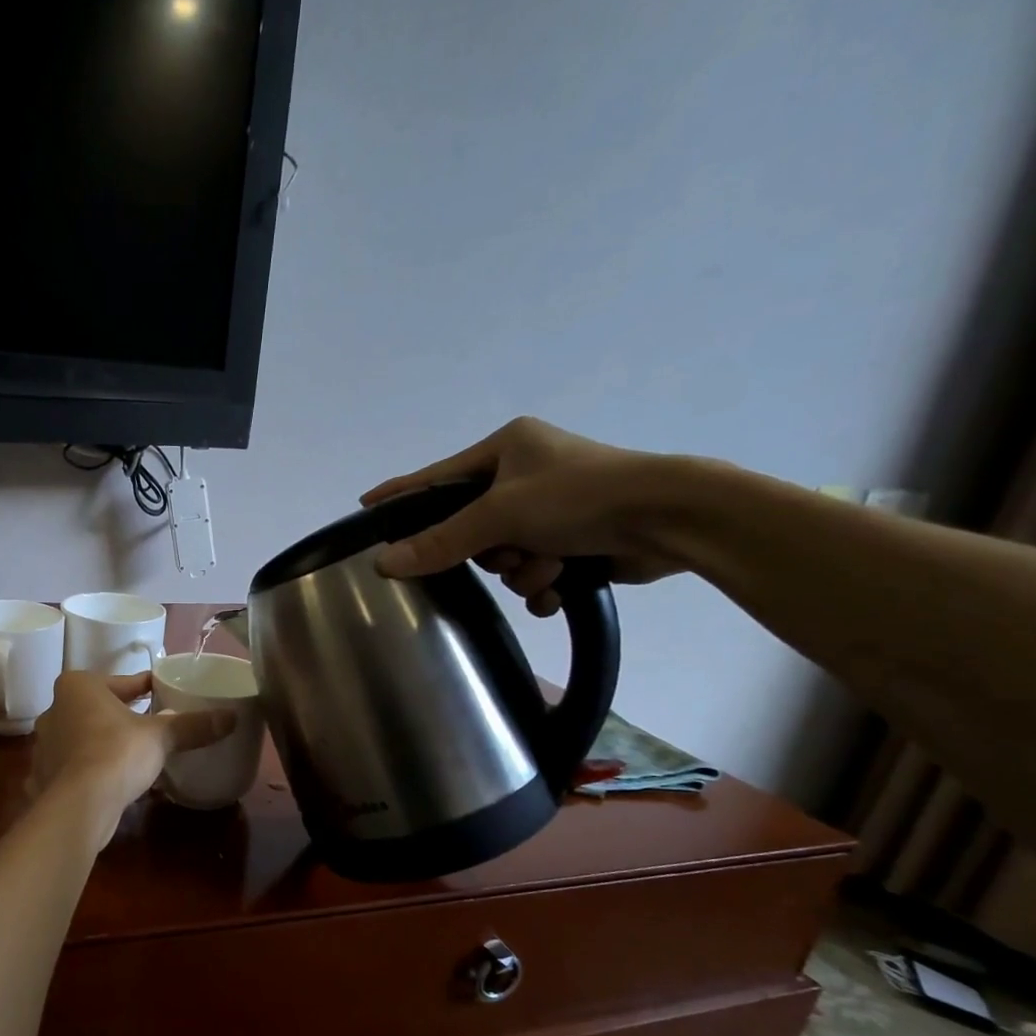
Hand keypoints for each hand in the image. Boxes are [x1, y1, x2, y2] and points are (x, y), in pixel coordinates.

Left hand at [33, 672, 235, 847]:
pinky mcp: (45, 776)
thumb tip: (232, 717)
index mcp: (78, 686)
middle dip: (124, 716)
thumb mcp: (160, 737)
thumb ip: (193, 725)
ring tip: (137, 755)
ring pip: (85, 738)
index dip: (147, 688)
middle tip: (155, 725)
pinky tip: (113, 781)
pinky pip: (76, 766)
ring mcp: (45, 745)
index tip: (166, 694)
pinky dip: (93, 770)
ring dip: (107, 744)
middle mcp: (55, 709)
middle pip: (100, 708)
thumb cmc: (117, 753)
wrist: (79, 806)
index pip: (123, 682)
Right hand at [361, 416, 693, 615]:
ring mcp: (553, 509)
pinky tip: (560, 586)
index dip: (401, 494)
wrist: (669, 519)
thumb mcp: (501, 514)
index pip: (437, 477)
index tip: (365, 505)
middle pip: (472, 527)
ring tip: (550, 565)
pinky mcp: (575, 540)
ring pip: (504, 556)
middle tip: (504, 552)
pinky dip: (543, 584)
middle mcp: (526, 474)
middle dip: (489, 550)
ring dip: (522, 570)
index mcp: (507, 448)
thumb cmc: (580, 497)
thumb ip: (441, 541)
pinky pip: (533, 571)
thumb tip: (383, 563)